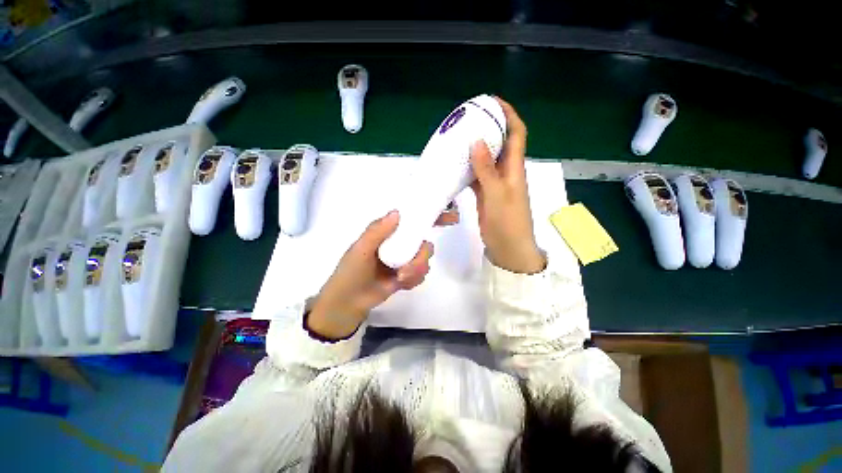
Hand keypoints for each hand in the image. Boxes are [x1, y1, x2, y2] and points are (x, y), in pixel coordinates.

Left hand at [307, 211, 433, 338]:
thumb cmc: (351, 271)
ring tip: (399, 278)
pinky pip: (422, 274)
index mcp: (389, 232)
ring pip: (426, 260)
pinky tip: (400, 284)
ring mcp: (406, 260)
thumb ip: (377, 231)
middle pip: (425, 242)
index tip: (451, 217)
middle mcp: (401, 243)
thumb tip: (397, 212)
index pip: (413, 219)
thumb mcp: (361, 249)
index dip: (432, 215)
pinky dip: (413, 279)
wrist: (349, 302)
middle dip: (422, 255)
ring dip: (415, 270)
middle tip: (408, 268)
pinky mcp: (409, 275)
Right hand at [470, 97, 545, 273]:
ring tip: (458, 138)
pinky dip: (467, 169)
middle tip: (468, 120)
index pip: (516, 133)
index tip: (492, 102)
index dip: (508, 114)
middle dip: (488, 128)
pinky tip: (455, 165)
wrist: (508, 248)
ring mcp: (495, 184)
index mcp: (514, 167)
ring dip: (475, 148)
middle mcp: (506, 172)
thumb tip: (478, 140)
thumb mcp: (497, 194)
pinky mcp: (485, 195)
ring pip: (486, 160)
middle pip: (499, 143)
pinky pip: (476, 176)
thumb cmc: (507, 222)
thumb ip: (486, 169)